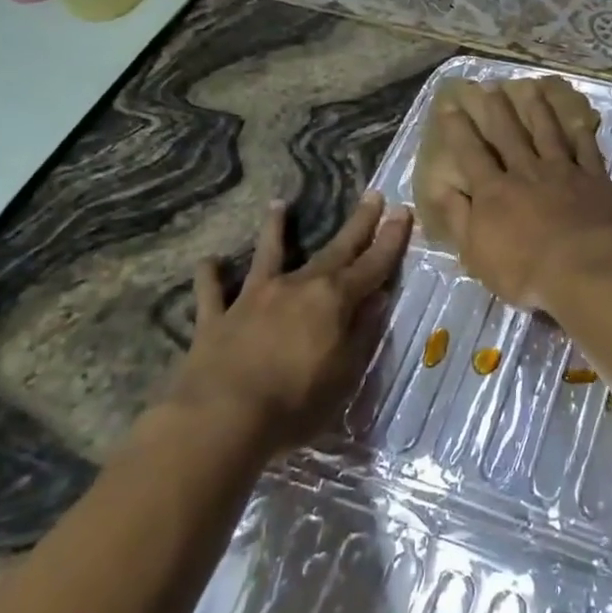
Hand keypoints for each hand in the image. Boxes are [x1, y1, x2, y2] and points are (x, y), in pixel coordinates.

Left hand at [166, 191, 410, 455]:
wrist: (222, 418)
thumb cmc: (295, 403)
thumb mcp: (345, 373)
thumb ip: (362, 332)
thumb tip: (377, 299)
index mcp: (334, 300)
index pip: (373, 264)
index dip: (391, 239)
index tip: (403, 210)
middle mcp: (298, 287)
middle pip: (335, 250)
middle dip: (357, 223)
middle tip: (372, 194)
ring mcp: (254, 298)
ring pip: (268, 255)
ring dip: (275, 230)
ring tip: (278, 204)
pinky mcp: (217, 318)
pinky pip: (212, 292)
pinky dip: (210, 275)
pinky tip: (208, 261)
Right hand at [424, 79, 611, 311]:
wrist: (584, 270)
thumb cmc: (524, 270)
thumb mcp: (476, 252)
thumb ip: (458, 217)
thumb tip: (441, 187)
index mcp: (494, 191)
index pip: (471, 154)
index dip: (459, 129)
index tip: (450, 106)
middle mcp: (526, 172)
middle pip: (509, 134)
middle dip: (496, 109)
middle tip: (489, 85)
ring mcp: (563, 172)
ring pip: (547, 133)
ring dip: (537, 110)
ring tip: (530, 87)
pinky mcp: (594, 179)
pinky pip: (587, 149)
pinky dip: (581, 133)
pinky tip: (577, 118)